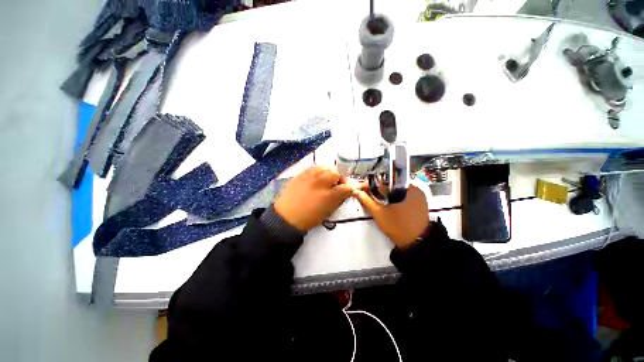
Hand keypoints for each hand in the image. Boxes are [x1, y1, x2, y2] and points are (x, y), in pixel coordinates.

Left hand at [274, 165, 352, 230]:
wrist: (286, 216)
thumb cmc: (308, 218)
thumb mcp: (327, 212)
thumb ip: (338, 200)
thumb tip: (345, 192)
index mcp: (328, 196)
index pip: (346, 187)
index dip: (349, 188)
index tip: (347, 191)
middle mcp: (320, 183)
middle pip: (336, 173)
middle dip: (339, 179)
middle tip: (335, 185)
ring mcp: (310, 176)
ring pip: (326, 167)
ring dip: (329, 173)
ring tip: (326, 179)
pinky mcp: (301, 173)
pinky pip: (314, 166)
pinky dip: (319, 170)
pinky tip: (317, 176)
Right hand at [353, 185, 429, 248]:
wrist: (416, 245)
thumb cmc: (399, 228)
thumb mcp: (379, 213)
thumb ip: (367, 201)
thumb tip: (357, 192)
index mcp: (410, 188)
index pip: (387, 180)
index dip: (373, 183)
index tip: (363, 188)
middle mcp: (416, 190)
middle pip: (391, 185)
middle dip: (377, 190)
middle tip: (367, 194)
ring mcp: (418, 198)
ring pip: (395, 192)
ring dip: (384, 195)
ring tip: (373, 200)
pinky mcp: (418, 206)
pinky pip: (401, 198)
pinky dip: (391, 200)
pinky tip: (384, 205)